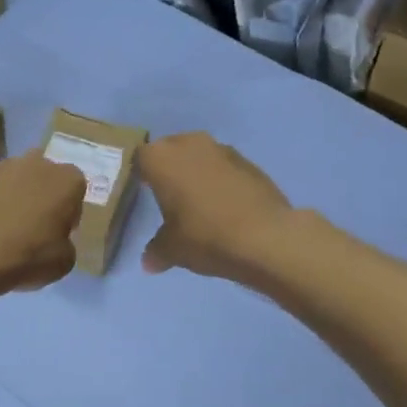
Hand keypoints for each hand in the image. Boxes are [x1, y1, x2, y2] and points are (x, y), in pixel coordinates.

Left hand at [0, 152, 87, 298]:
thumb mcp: (64, 262)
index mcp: (67, 180)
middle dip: (41, 195)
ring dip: (12, 196)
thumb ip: (66, 244)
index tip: (59, 231)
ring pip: (13, 178)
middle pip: (44, 176)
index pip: (76, 188)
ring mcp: (0, 167)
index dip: (69, 210)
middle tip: (33, 226)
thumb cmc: (27, 256)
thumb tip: (55, 240)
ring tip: (2, 229)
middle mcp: (36, 164)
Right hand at [140, 132, 295, 279]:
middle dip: (169, 169)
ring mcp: (222, 150)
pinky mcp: (249, 162)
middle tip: (168, 197)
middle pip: (171, 150)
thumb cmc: (205, 236)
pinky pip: (224, 167)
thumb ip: (156, 250)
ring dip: (196, 172)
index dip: (140, 174)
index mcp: (161, 159)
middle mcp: (190, 144)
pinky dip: (221, 180)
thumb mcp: (172, 250)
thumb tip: (149, 262)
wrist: (266, 237)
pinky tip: (225, 206)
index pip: (140, 157)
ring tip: (198, 202)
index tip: (142, 192)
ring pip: (200, 155)